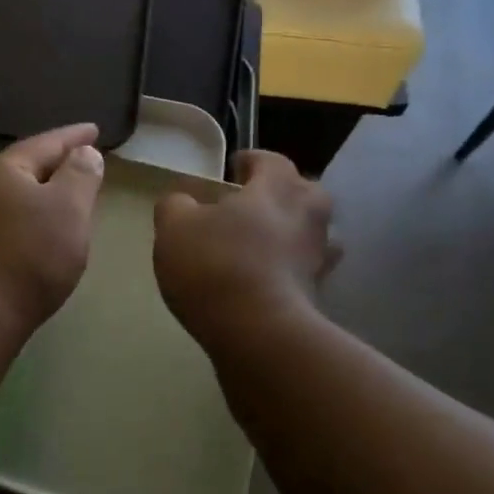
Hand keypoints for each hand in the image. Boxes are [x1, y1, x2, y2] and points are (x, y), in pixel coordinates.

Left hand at [0, 123, 106, 336]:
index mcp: (4, 169)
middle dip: (57, 162)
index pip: (46, 142)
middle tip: (84, 160)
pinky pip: (7, 220)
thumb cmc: (28, 257)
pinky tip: (40, 232)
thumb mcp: (68, 209)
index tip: (95, 129)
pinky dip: (30, 217)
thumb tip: (83, 152)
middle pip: (26, 166)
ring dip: (43, 192)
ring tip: (67, 195)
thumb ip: (81, 175)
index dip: (74, 136)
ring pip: (15, 195)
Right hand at [153, 149, 337, 350]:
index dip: (250, 162)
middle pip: (303, 193)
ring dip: (290, 232)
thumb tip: (182, 201)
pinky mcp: (318, 294)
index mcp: (278, 187)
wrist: (257, 332)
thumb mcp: (175, 226)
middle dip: (281, 194)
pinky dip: (289, 269)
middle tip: (252, 205)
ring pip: (309, 232)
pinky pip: (304, 270)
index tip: (233, 169)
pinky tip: (264, 279)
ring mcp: (317, 257)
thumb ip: (176, 205)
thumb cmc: (215, 264)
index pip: (270, 160)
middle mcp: (307, 215)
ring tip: (259, 243)